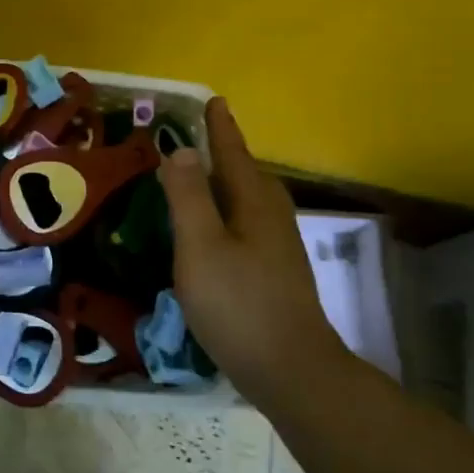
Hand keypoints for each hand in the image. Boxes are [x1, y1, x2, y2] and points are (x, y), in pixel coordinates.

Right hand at [157, 97, 346, 407]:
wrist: (292, 371)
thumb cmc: (239, 304)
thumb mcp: (201, 246)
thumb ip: (189, 197)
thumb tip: (180, 151)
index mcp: (254, 203)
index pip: (234, 153)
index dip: (220, 128)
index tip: (214, 101)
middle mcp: (273, 217)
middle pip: (249, 173)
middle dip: (228, 152)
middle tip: (205, 135)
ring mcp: (280, 248)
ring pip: (253, 200)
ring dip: (231, 182)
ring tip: (208, 178)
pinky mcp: (278, 273)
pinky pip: (251, 223)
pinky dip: (232, 211)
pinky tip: (221, 231)